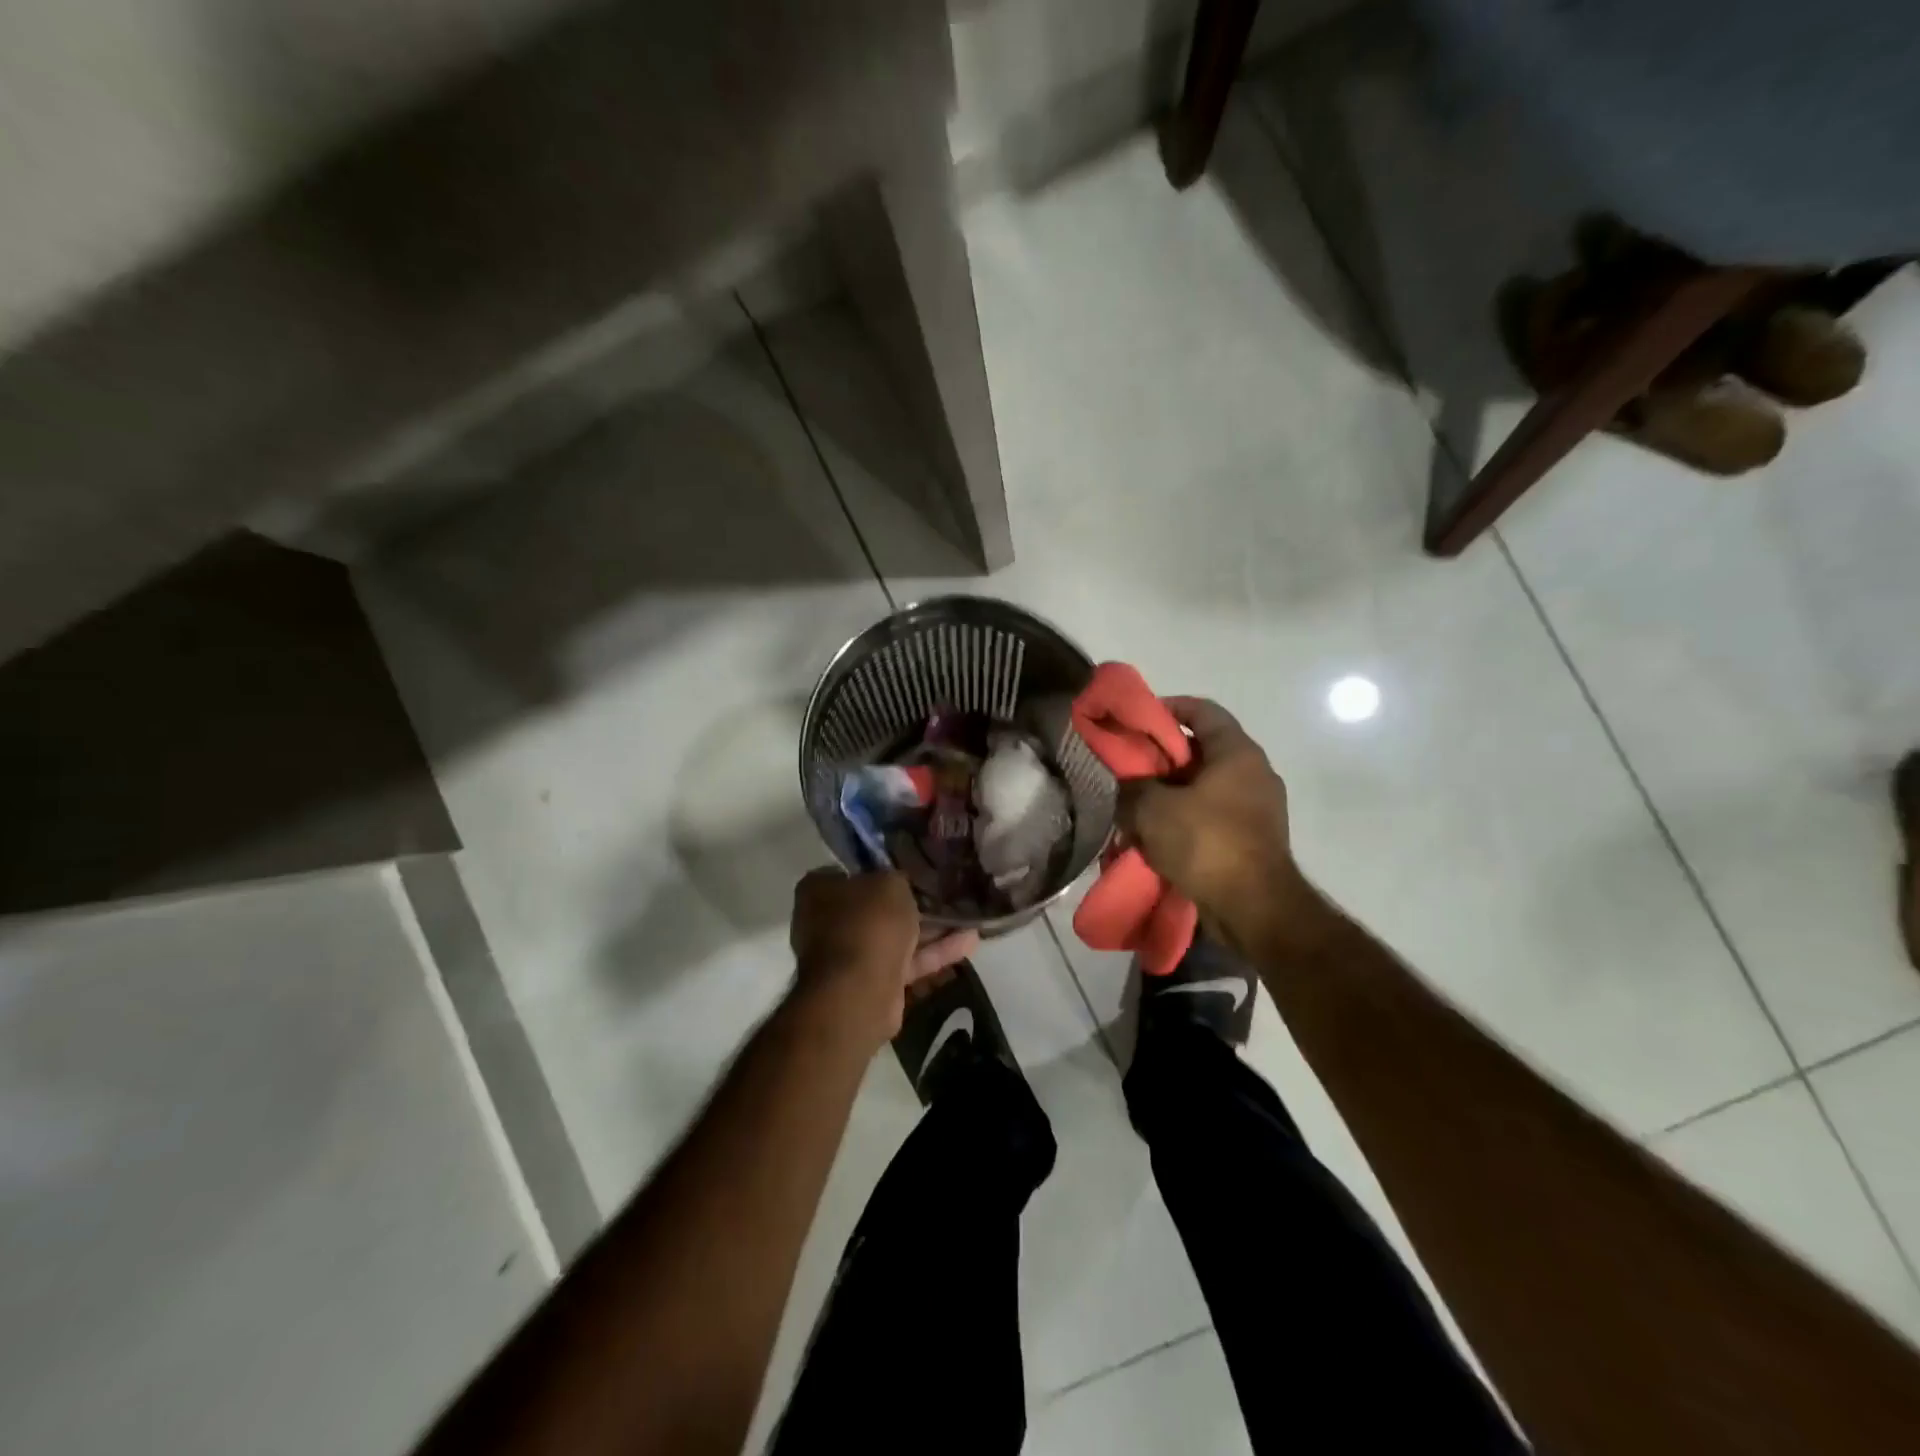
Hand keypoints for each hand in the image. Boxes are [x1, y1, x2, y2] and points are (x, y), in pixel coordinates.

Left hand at [789, 869, 978, 1045]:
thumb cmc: (868, 924)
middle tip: (942, 889)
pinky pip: (907, 961)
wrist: (859, 992)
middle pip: (874, 905)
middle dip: (909, 901)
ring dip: (930, 928)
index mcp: (819, 890)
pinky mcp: (873, 981)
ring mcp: (851, 954)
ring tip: (967, 914)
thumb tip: (898, 883)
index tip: (907, 865)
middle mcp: (828, 921)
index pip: (849, 871)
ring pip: (895, 935)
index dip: (878, 867)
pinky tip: (969, 941)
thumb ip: (896, 878)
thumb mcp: (889, 883)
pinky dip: (935, 952)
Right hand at [1119, 697, 1323, 956]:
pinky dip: (1186, 820)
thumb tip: (1127, 787)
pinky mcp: (1254, 839)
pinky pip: (1213, 817)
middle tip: (1131, 770)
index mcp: (1237, 753)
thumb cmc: (1206, 843)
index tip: (1139, 721)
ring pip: (1205, 787)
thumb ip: (1133, 789)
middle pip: (1202, 751)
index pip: (1203, 710)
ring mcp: (1259, 808)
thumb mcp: (1153, 810)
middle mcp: (1254, 773)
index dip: (1169, 708)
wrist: (1255, 909)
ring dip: (1172, 794)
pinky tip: (1160, 838)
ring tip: (1139, 809)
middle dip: (1163, 759)